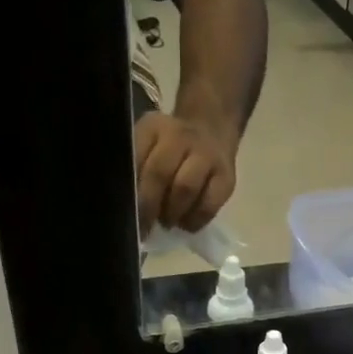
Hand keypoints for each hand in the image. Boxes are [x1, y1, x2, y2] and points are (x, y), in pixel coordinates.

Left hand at [133, 110, 236, 234]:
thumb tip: (128, 206)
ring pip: (185, 188)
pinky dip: (195, 220)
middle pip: (159, 173)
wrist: (212, 132)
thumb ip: (136, 168)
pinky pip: (209, 205)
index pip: (135, 157)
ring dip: (172, 213)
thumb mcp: (147, 144)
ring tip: (167, 222)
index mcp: (153, 127)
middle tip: (144, 226)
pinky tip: (187, 224)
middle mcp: (180, 136)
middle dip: (149, 206)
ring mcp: (207, 155)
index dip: (130, 189)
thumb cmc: (170, 149)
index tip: (126, 213)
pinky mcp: (226, 177)